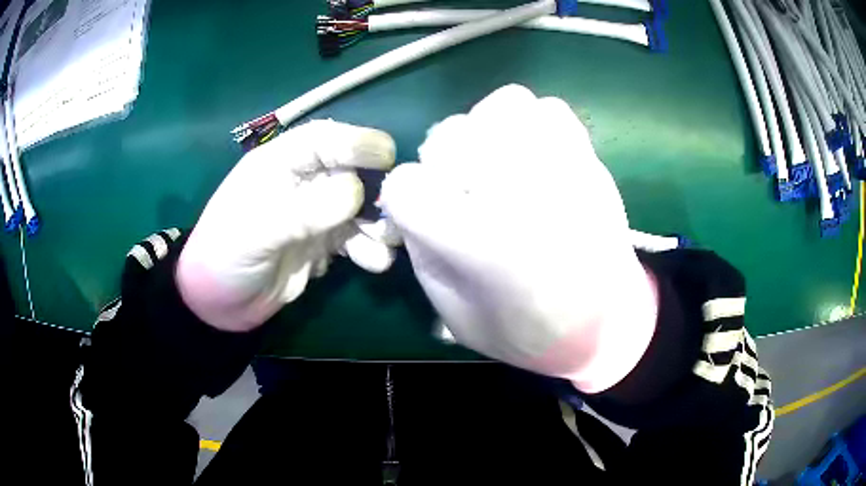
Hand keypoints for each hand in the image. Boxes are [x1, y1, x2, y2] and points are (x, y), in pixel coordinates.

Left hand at [177, 120, 395, 331]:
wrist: (221, 302)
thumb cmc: (226, 255)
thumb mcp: (257, 230)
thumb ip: (305, 210)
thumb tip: (356, 192)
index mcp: (280, 163)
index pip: (323, 139)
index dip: (356, 142)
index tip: (387, 156)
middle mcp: (303, 182)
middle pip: (353, 171)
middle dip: (378, 191)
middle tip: (395, 214)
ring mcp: (316, 212)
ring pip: (361, 207)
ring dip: (379, 223)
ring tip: (383, 245)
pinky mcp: (325, 241)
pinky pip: (358, 238)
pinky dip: (371, 248)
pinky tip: (372, 262)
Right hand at [380, 85, 657, 392]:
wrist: (605, 325)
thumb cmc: (528, 332)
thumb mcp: (455, 315)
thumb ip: (425, 253)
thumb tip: (412, 202)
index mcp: (480, 243)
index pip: (407, 185)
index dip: (406, 199)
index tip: (422, 216)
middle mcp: (520, 193)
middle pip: (450, 136)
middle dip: (444, 164)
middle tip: (464, 193)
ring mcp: (561, 166)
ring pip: (502, 106)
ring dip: (487, 132)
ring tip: (499, 165)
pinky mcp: (588, 158)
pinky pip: (548, 109)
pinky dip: (531, 123)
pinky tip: (532, 156)